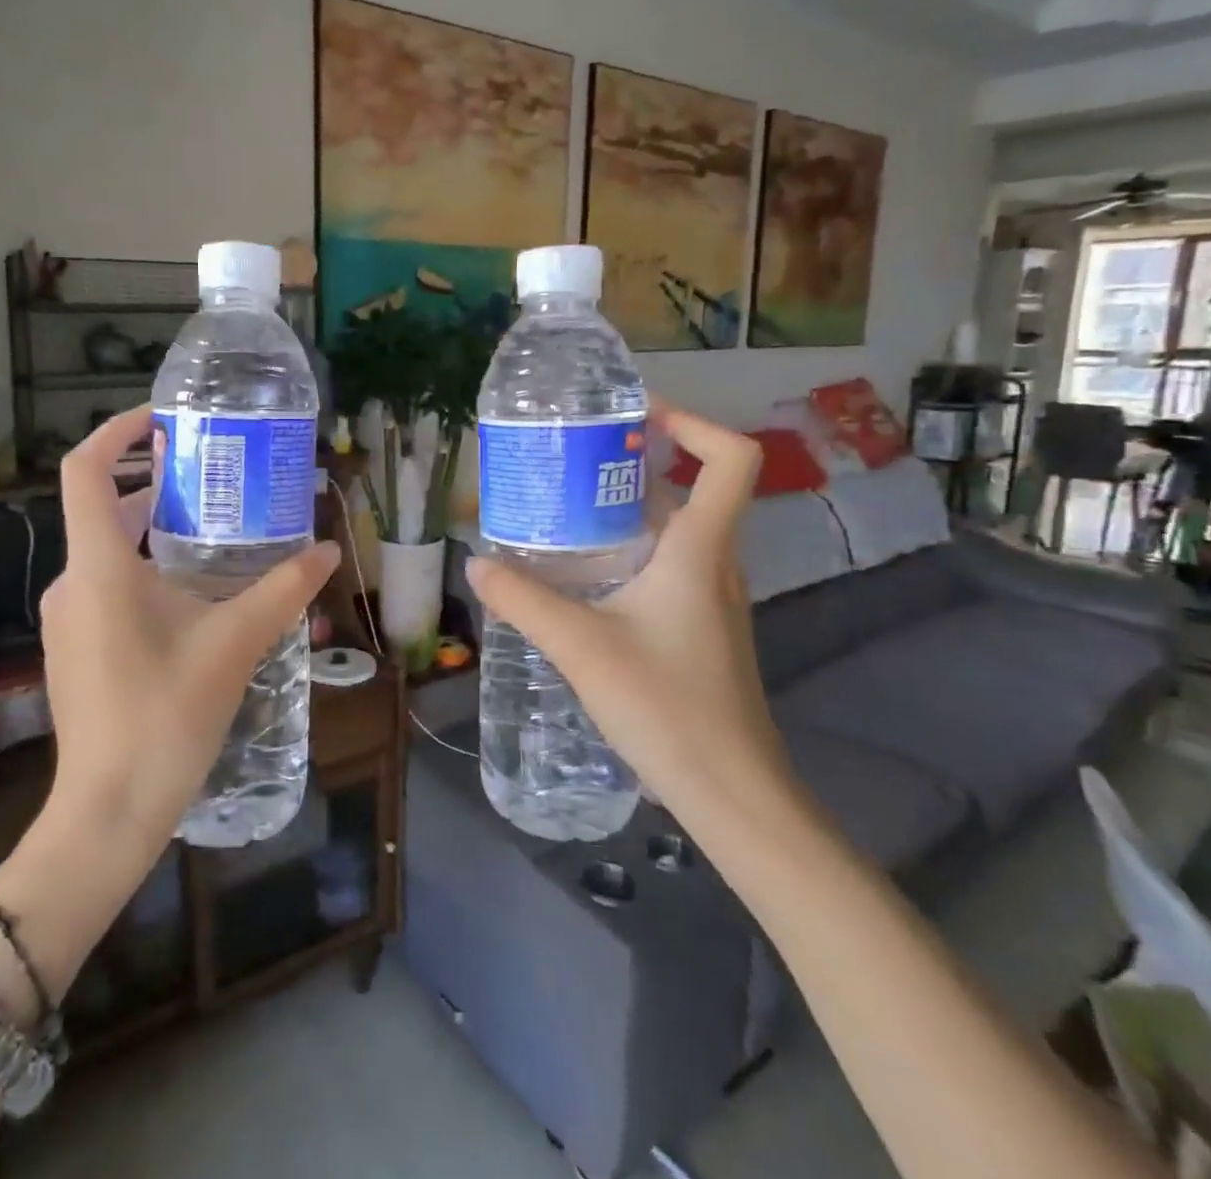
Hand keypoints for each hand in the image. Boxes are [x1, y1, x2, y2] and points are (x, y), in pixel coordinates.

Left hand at [37, 405, 339, 860]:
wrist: (108, 811)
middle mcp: (73, 582)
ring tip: (215, 530)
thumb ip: (283, 591)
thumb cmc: (166, 716)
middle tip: (214, 477)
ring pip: (110, 551)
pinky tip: (193, 595)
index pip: (85, 472)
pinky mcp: (75, 647)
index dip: (116, 432)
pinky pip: (108, 586)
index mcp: (99, 567)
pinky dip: (146, 570)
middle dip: (156, 485)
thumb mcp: (234, 644)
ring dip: (156, 531)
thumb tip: (328, 550)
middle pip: (105, 509)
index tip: (162, 420)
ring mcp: (68, 617)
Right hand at [465, 405, 792, 826]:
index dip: (693, 423)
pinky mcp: (700, 628)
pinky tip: (581, 577)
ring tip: (562, 512)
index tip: (635, 418)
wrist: (731, 793)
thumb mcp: (581, 647)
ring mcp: (711, 598)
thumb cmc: (667, 706)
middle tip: (568, 463)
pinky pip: (667, 567)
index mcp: (700, 550)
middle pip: (689, 488)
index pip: (732, 459)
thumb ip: (524, 601)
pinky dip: (628, 552)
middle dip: (631, 466)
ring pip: (674, 531)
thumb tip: (478, 564)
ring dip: (625, 511)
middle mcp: (715, 563)